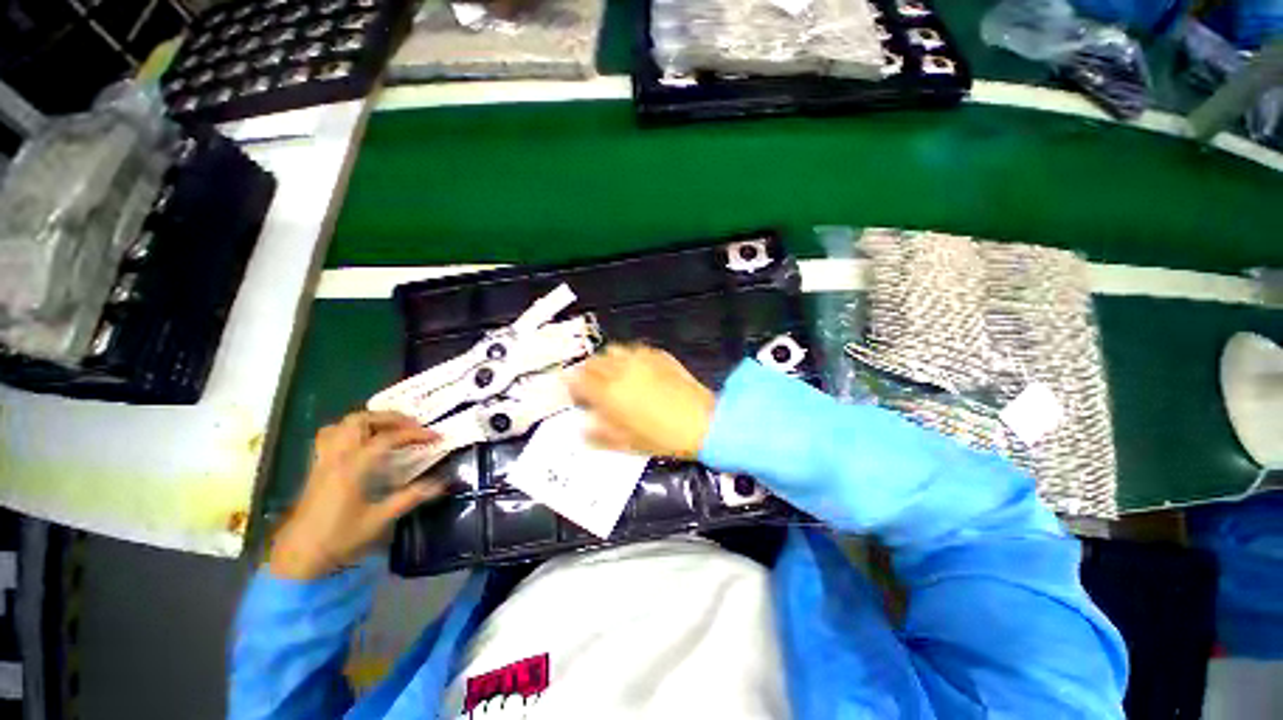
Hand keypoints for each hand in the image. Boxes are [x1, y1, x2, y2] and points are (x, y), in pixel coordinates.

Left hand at [269, 411, 443, 580]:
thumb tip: (441, 483)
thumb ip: (410, 497)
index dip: (415, 433)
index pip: (387, 438)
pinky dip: (350, 430)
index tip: (436, 436)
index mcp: (353, 467)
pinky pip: (331, 436)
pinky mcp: (317, 467)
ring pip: (342, 424)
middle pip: (361, 420)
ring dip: (369, 421)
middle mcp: (337, 457)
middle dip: (390, 418)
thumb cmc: (339, 537)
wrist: (298, 556)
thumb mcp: (379, 519)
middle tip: (413, 426)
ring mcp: (324, 460)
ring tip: (389, 429)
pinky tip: (363, 442)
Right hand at [569, 343, 715, 459]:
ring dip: (608, 360)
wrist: (701, 422)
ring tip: (614, 373)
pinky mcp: (658, 354)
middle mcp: (621, 370)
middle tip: (592, 382)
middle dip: (588, 370)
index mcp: (608, 393)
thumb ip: (598, 434)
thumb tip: (583, 426)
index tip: (573, 389)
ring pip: (614, 350)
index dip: (571, 383)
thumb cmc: (661, 438)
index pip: (578, 380)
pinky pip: (636, 350)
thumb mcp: (625, 444)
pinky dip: (629, 357)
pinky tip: (637, 369)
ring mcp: (641, 359)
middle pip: (594, 362)